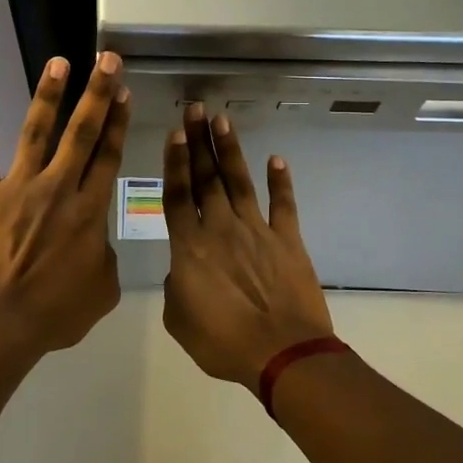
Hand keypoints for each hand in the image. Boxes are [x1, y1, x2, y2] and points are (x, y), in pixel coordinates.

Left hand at [0, 53, 131, 355]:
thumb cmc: (53, 314)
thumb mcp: (101, 291)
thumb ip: (105, 258)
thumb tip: (97, 243)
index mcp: (89, 211)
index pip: (108, 156)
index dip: (118, 121)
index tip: (124, 91)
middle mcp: (57, 188)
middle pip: (81, 133)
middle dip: (97, 93)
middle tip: (106, 59)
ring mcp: (18, 188)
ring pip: (36, 132)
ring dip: (48, 95)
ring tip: (59, 62)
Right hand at [162, 105, 333, 390]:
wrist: (282, 354)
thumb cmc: (223, 343)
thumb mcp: (179, 320)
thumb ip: (175, 288)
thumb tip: (181, 271)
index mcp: (190, 247)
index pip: (178, 195)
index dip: (175, 162)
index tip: (175, 133)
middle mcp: (221, 228)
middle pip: (206, 178)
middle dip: (199, 142)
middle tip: (196, 109)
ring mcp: (256, 231)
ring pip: (240, 182)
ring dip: (231, 150)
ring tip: (223, 120)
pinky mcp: (287, 240)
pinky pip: (283, 205)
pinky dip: (280, 182)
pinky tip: (277, 159)